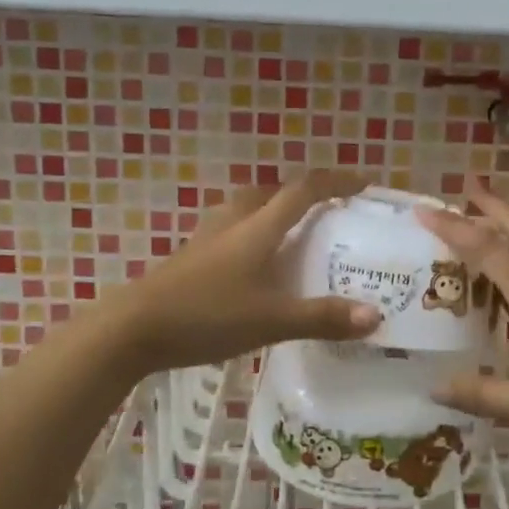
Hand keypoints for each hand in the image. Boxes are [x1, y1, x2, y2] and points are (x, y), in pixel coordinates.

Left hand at [107, 170, 380, 373]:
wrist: (133, 328)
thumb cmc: (207, 315)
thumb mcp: (271, 320)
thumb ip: (322, 317)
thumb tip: (376, 316)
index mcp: (258, 226)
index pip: (304, 189)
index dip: (337, 180)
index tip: (364, 182)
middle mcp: (234, 221)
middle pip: (272, 192)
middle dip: (303, 195)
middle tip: (328, 214)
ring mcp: (207, 237)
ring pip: (247, 209)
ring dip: (274, 212)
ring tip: (293, 237)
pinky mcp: (191, 256)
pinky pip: (231, 231)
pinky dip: (252, 235)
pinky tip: (254, 267)